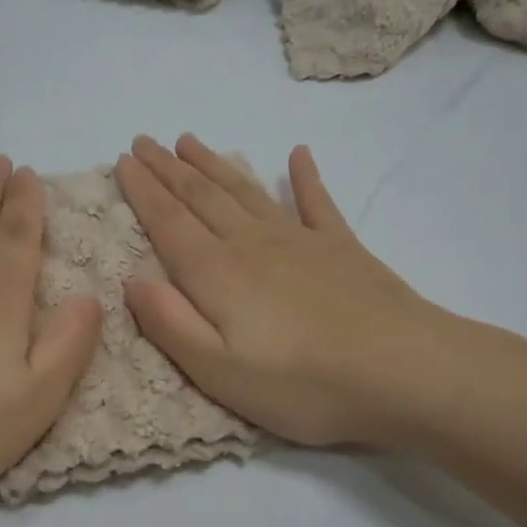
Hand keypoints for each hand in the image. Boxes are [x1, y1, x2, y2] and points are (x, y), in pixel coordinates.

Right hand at [114, 134, 458, 448]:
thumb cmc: (302, 385)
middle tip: (144, 141)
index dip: (142, 191)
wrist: (404, 373)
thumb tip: (131, 280)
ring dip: (215, 164)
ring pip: (246, 191)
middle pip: (202, 197)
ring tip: (190, 141)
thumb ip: (170, 324)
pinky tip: (298, 154)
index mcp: (218, 274)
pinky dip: (305, 177)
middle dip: (168, 168)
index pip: (168, 223)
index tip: (122, 160)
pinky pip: (317, 202)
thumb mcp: (219, 372)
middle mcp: (253, 244)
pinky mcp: (342, 249)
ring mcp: (301, 241)